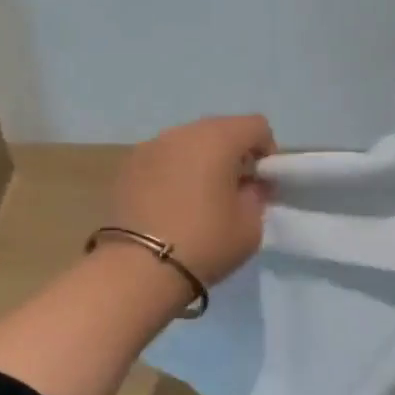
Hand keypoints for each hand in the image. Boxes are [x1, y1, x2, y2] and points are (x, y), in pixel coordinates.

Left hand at [111, 114, 275, 286]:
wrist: (138, 268)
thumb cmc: (205, 243)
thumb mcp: (249, 226)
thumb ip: (256, 196)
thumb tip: (250, 184)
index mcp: (218, 139)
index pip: (256, 126)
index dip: (267, 150)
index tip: (262, 182)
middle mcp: (182, 133)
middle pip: (219, 129)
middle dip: (233, 153)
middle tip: (234, 189)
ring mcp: (150, 147)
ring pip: (187, 143)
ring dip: (200, 161)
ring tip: (200, 197)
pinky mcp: (127, 167)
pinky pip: (162, 159)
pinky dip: (173, 172)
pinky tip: (171, 204)